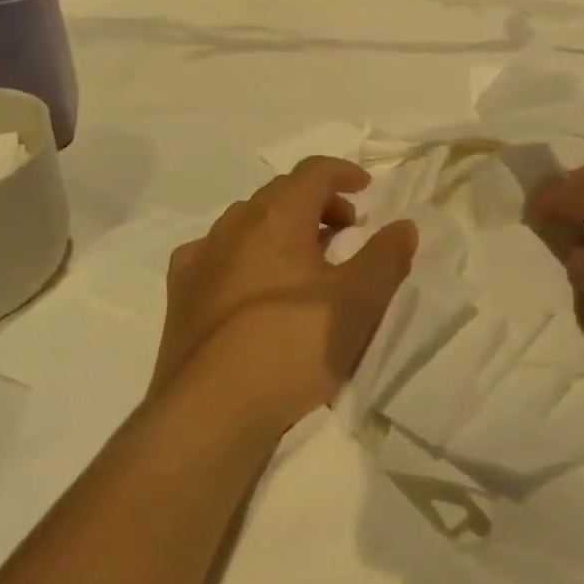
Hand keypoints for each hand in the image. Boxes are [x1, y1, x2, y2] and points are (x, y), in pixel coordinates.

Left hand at [150, 156, 416, 444]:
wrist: (210, 412)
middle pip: (280, 194)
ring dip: (282, 228)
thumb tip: (403, 225)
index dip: (344, 172)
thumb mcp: (359, 302)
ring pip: (247, 223)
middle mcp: (233, 226)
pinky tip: (252, 285)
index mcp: (276, 217)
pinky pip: (217, 255)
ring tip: (305, 261)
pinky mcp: (180, 295)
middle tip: (346, 231)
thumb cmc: (294, 346)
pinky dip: (244, 255)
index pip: (313, 172)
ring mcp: (200, 259)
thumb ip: (386, 256)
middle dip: (318, 203)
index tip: (367, 188)